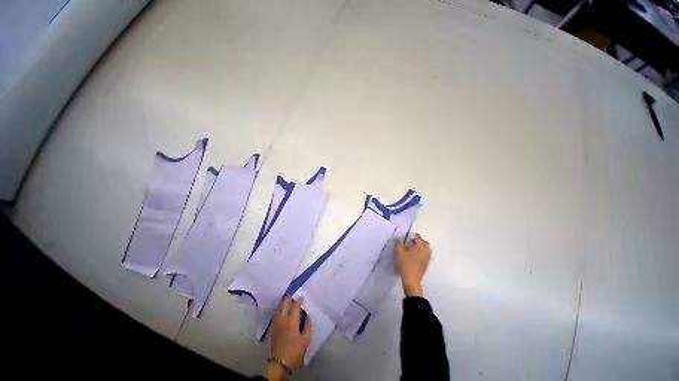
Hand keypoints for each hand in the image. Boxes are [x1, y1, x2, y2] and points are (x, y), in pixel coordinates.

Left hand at [263, 297, 311, 380]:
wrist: (279, 363)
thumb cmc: (295, 351)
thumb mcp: (305, 339)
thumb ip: (307, 326)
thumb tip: (307, 316)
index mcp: (291, 321)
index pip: (295, 305)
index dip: (299, 299)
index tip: (303, 297)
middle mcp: (283, 319)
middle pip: (284, 303)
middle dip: (290, 297)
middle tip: (295, 296)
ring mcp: (276, 323)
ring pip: (279, 307)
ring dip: (284, 302)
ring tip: (289, 302)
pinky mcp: (272, 327)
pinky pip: (276, 313)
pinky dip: (280, 309)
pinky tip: (284, 311)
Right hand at [395, 233, 430, 296]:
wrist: (411, 280)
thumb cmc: (405, 264)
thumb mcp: (399, 252)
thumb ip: (399, 243)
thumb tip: (399, 238)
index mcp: (420, 246)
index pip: (419, 238)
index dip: (415, 235)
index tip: (410, 235)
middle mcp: (426, 251)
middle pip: (425, 243)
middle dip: (419, 241)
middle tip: (411, 242)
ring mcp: (427, 258)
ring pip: (427, 249)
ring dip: (421, 246)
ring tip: (413, 248)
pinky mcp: (426, 264)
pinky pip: (426, 254)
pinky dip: (422, 252)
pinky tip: (415, 255)